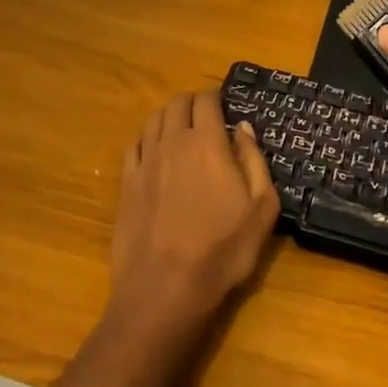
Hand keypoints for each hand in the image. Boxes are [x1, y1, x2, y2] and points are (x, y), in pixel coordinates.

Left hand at [110, 92, 279, 330]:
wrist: (164, 288)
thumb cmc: (222, 250)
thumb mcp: (261, 209)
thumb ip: (254, 160)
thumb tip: (243, 128)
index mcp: (207, 142)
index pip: (206, 100)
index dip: (215, 98)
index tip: (224, 107)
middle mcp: (173, 141)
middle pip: (177, 103)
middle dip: (192, 103)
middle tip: (205, 117)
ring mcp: (145, 160)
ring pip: (153, 119)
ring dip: (168, 117)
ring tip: (180, 131)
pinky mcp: (126, 183)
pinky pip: (134, 146)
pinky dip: (146, 140)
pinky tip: (153, 153)